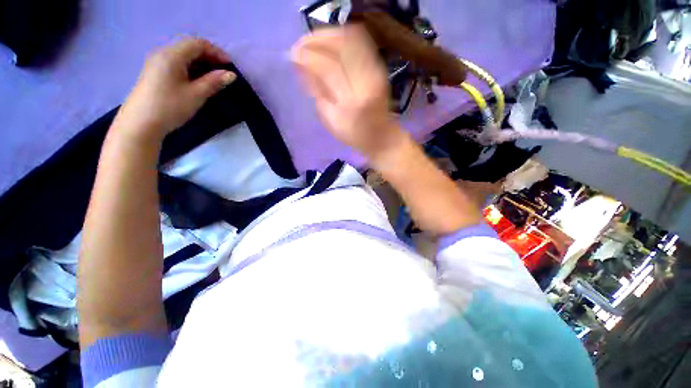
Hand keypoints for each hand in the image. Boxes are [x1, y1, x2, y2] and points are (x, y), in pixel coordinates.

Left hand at [114, 38, 236, 142]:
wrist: (140, 124)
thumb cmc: (170, 106)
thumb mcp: (196, 94)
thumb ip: (214, 82)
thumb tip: (231, 74)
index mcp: (172, 55)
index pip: (197, 44)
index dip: (216, 52)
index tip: (230, 66)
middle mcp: (162, 54)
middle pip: (189, 48)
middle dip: (209, 57)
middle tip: (223, 73)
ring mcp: (156, 63)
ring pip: (183, 56)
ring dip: (200, 64)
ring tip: (213, 78)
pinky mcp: (155, 73)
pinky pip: (176, 64)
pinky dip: (190, 69)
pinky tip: (197, 81)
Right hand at [291, 26, 403, 158]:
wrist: (381, 135)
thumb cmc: (354, 134)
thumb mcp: (330, 121)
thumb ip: (317, 93)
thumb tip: (302, 66)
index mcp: (352, 102)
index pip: (329, 69)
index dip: (309, 57)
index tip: (293, 55)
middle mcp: (367, 82)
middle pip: (341, 47)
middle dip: (316, 40)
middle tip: (300, 45)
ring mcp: (376, 71)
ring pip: (351, 38)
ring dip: (328, 35)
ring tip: (313, 41)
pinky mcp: (380, 66)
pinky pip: (360, 40)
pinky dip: (341, 36)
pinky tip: (330, 42)